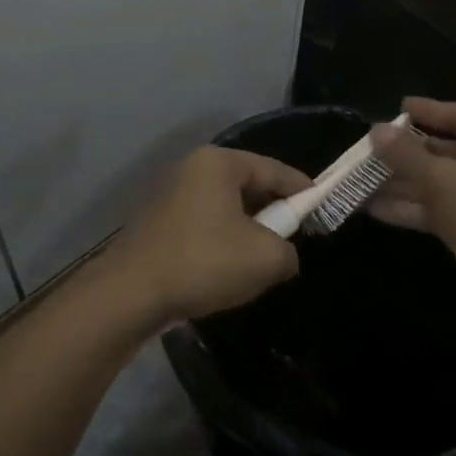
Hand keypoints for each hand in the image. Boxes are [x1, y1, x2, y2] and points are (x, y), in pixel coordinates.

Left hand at [106, 147, 305, 325]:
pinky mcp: (161, 220)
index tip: (323, 207)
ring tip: (259, 262)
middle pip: (249, 186)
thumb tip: (281, 252)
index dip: (302, 190)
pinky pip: (206, 223)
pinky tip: (226, 270)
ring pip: (227, 208)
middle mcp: (193, 168)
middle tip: (292, 240)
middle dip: (272, 213)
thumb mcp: (266, 258)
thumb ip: (288, 250)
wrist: (132, 292)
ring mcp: (173, 193)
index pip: (274, 169)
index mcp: (219, 163)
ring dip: (246, 231)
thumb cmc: (204, 262)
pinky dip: (222, 241)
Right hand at [369, 98, 455, 313]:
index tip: (398, 106)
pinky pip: (446, 207)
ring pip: (445, 182)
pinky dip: (416, 206)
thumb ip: (405, 153)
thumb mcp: (439, 179)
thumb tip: (375, 130)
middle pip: (451, 151)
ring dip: (406, 183)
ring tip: (365, 179)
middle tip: (376, 147)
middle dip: (409, 154)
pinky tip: (376, 208)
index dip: (429, 110)